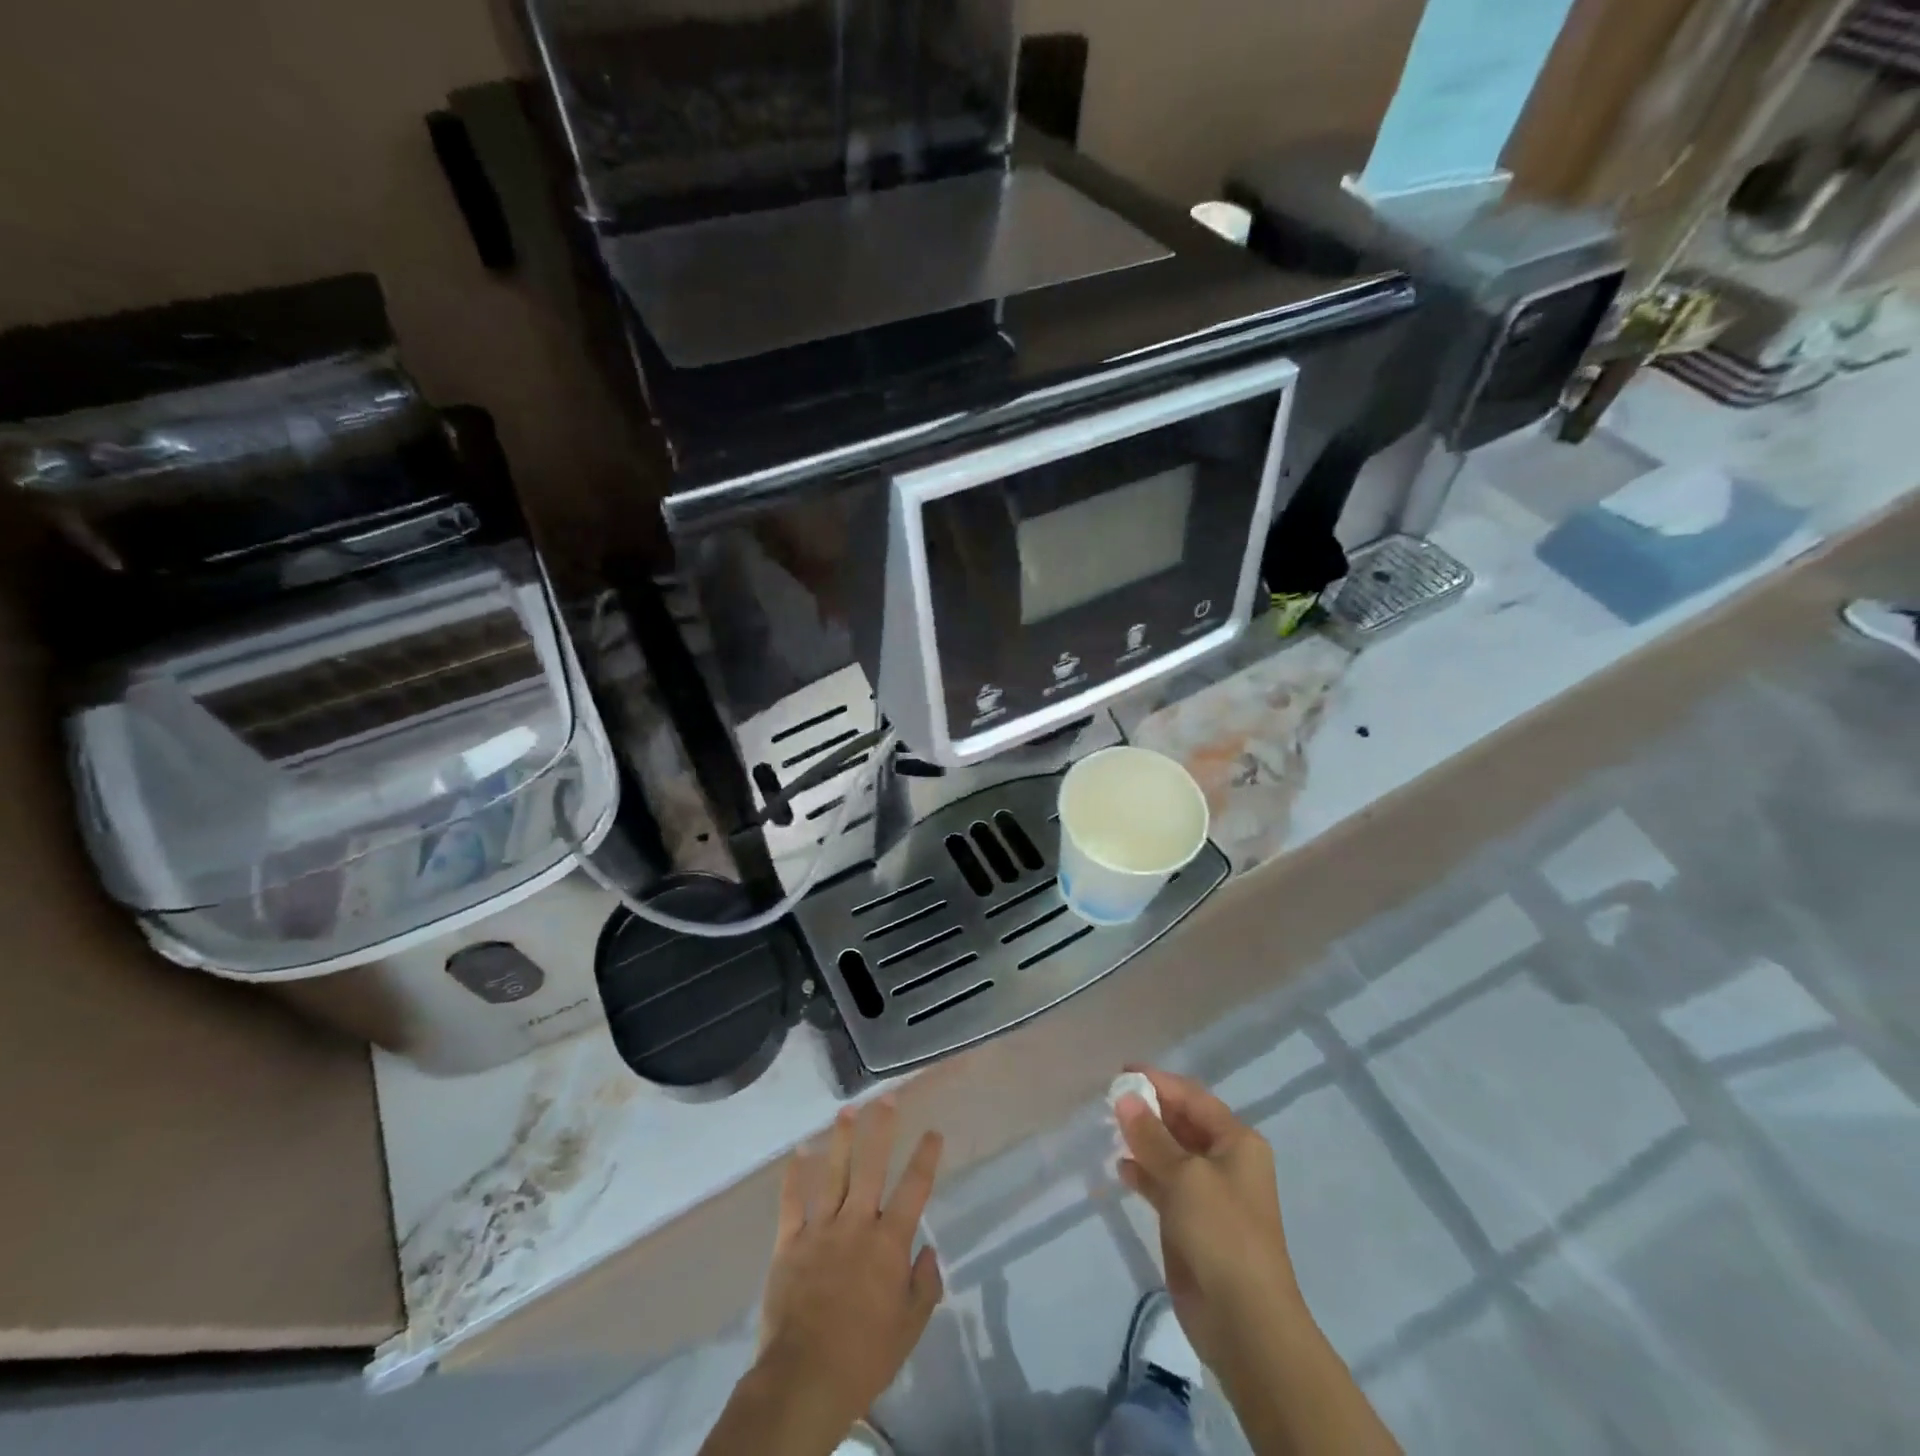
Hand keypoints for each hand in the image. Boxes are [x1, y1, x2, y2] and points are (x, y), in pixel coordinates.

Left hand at [756, 1098, 944, 1439]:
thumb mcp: (909, 1328)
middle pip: (871, 1167)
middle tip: (887, 1098)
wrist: (804, 1379)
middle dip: (881, 1129)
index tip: (933, 1131)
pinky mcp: (789, 1244)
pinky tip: (797, 1154)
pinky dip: (793, 1177)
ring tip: (846, 1111)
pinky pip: (791, 1203)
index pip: (914, 1189)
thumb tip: (929, 1251)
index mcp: (888, 1242)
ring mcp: (820, 1230)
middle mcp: (856, 1224)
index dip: (926, 1158)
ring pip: (832, 1174)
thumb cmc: (864, 1357)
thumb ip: (924, 1285)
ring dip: (840, 1140)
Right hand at [1115, 1066, 1303, 1374]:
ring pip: (1170, 1153)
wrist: (1245, 1321)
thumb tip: (1126, 1098)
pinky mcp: (1191, 1222)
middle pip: (1182, 1122)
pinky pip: (1163, 1184)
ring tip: (1110, 1128)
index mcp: (1236, 1142)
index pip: (1193, 1098)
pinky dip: (1143, 1173)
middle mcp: (1225, 1162)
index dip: (1159, 1082)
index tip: (1122, 1073)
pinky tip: (1120, 1167)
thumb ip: (1151, 1135)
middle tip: (1110, 1099)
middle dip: (1149, 1109)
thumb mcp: (1185, 1176)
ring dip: (1143, 1140)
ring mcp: (1208, 1194)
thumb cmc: (1222, 1233)